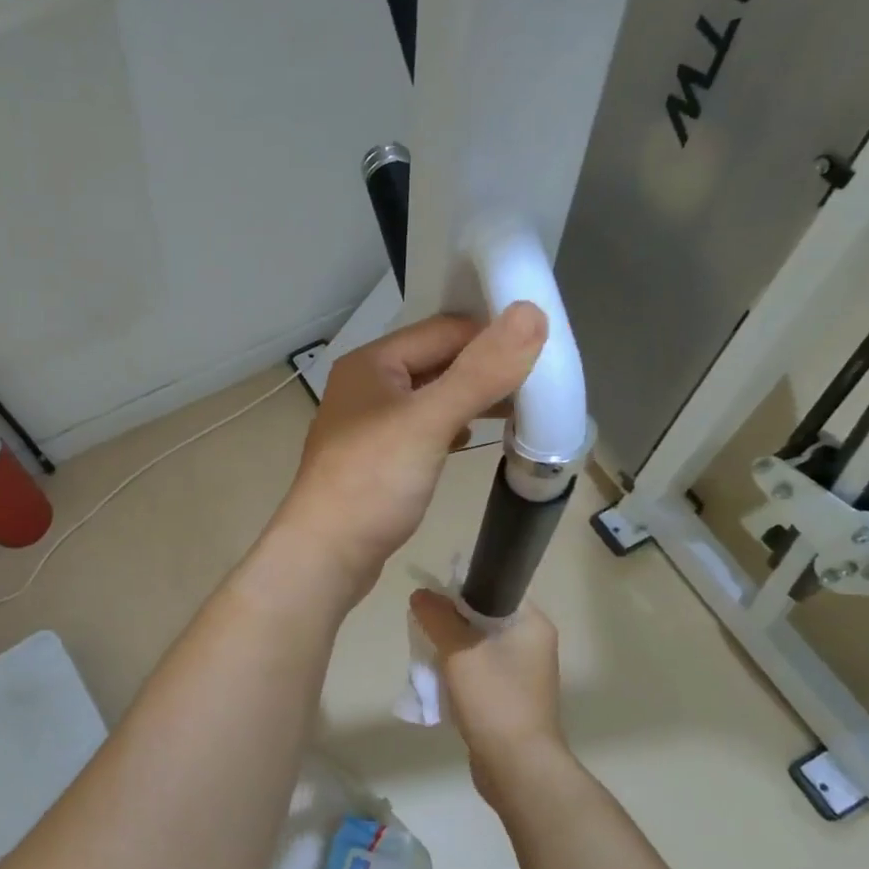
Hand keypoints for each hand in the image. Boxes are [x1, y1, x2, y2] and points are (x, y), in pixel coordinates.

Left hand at [275, 305, 546, 595]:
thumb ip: (480, 371)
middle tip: (539, 384)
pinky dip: (451, 428)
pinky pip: (422, 429)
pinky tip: (472, 438)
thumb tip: (531, 312)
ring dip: (471, 400)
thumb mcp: (428, 422)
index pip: (444, 330)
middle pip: (437, 362)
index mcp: (371, 363)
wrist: (324, 556)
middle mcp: (366, 386)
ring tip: (519, 411)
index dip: (492, 335)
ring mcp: (369, 425)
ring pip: (431, 398)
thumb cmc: (371, 483)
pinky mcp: (377, 459)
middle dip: (484, 369)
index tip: (545, 350)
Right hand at [410, 591, 565, 801]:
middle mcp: (532, 644)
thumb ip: (437, 618)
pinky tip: (439, 683)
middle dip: (450, 623)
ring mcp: (523, 673)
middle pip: (482, 618)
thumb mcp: (459, 652)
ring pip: (477, 646)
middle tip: (424, 629)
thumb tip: (420, 594)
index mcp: (532, 625)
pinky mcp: (510, 697)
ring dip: (451, 650)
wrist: (517, 767)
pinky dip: (458, 673)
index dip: (460, 589)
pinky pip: (479, 672)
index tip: (431, 600)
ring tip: (427, 657)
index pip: (494, 589)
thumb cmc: (494, 700)